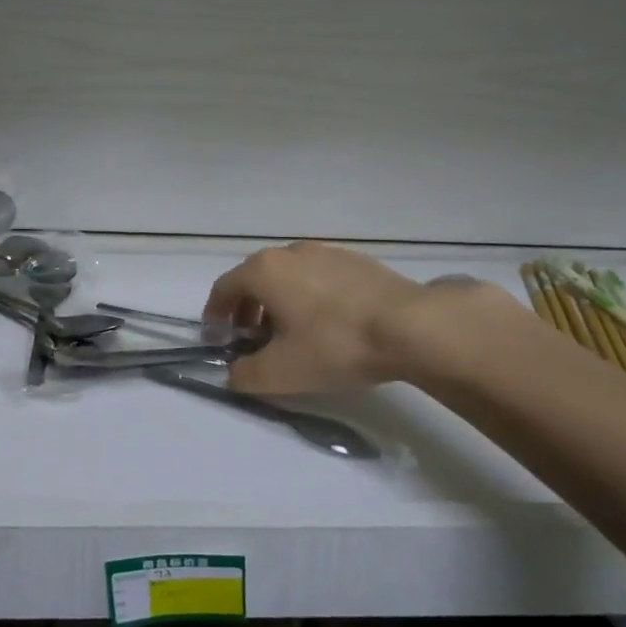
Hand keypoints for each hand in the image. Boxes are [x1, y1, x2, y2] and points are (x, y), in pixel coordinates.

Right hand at [203, 242, 512, 394]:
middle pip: (255, 279)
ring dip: (279, 304)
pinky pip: (318, 277)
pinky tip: (328, 325)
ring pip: (288, 277)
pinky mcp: (356, 261)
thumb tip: (233, 372)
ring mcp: (326, 252)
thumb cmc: (334, 344)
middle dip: (247, 311)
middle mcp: (290, 252)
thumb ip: (245, 374)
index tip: (218, 340)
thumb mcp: (281, 372)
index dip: (215, 316)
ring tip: (292, 335)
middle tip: (253, 341)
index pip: (224, 289)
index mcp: (264, 271)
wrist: (410, 326)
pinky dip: (309, 298)